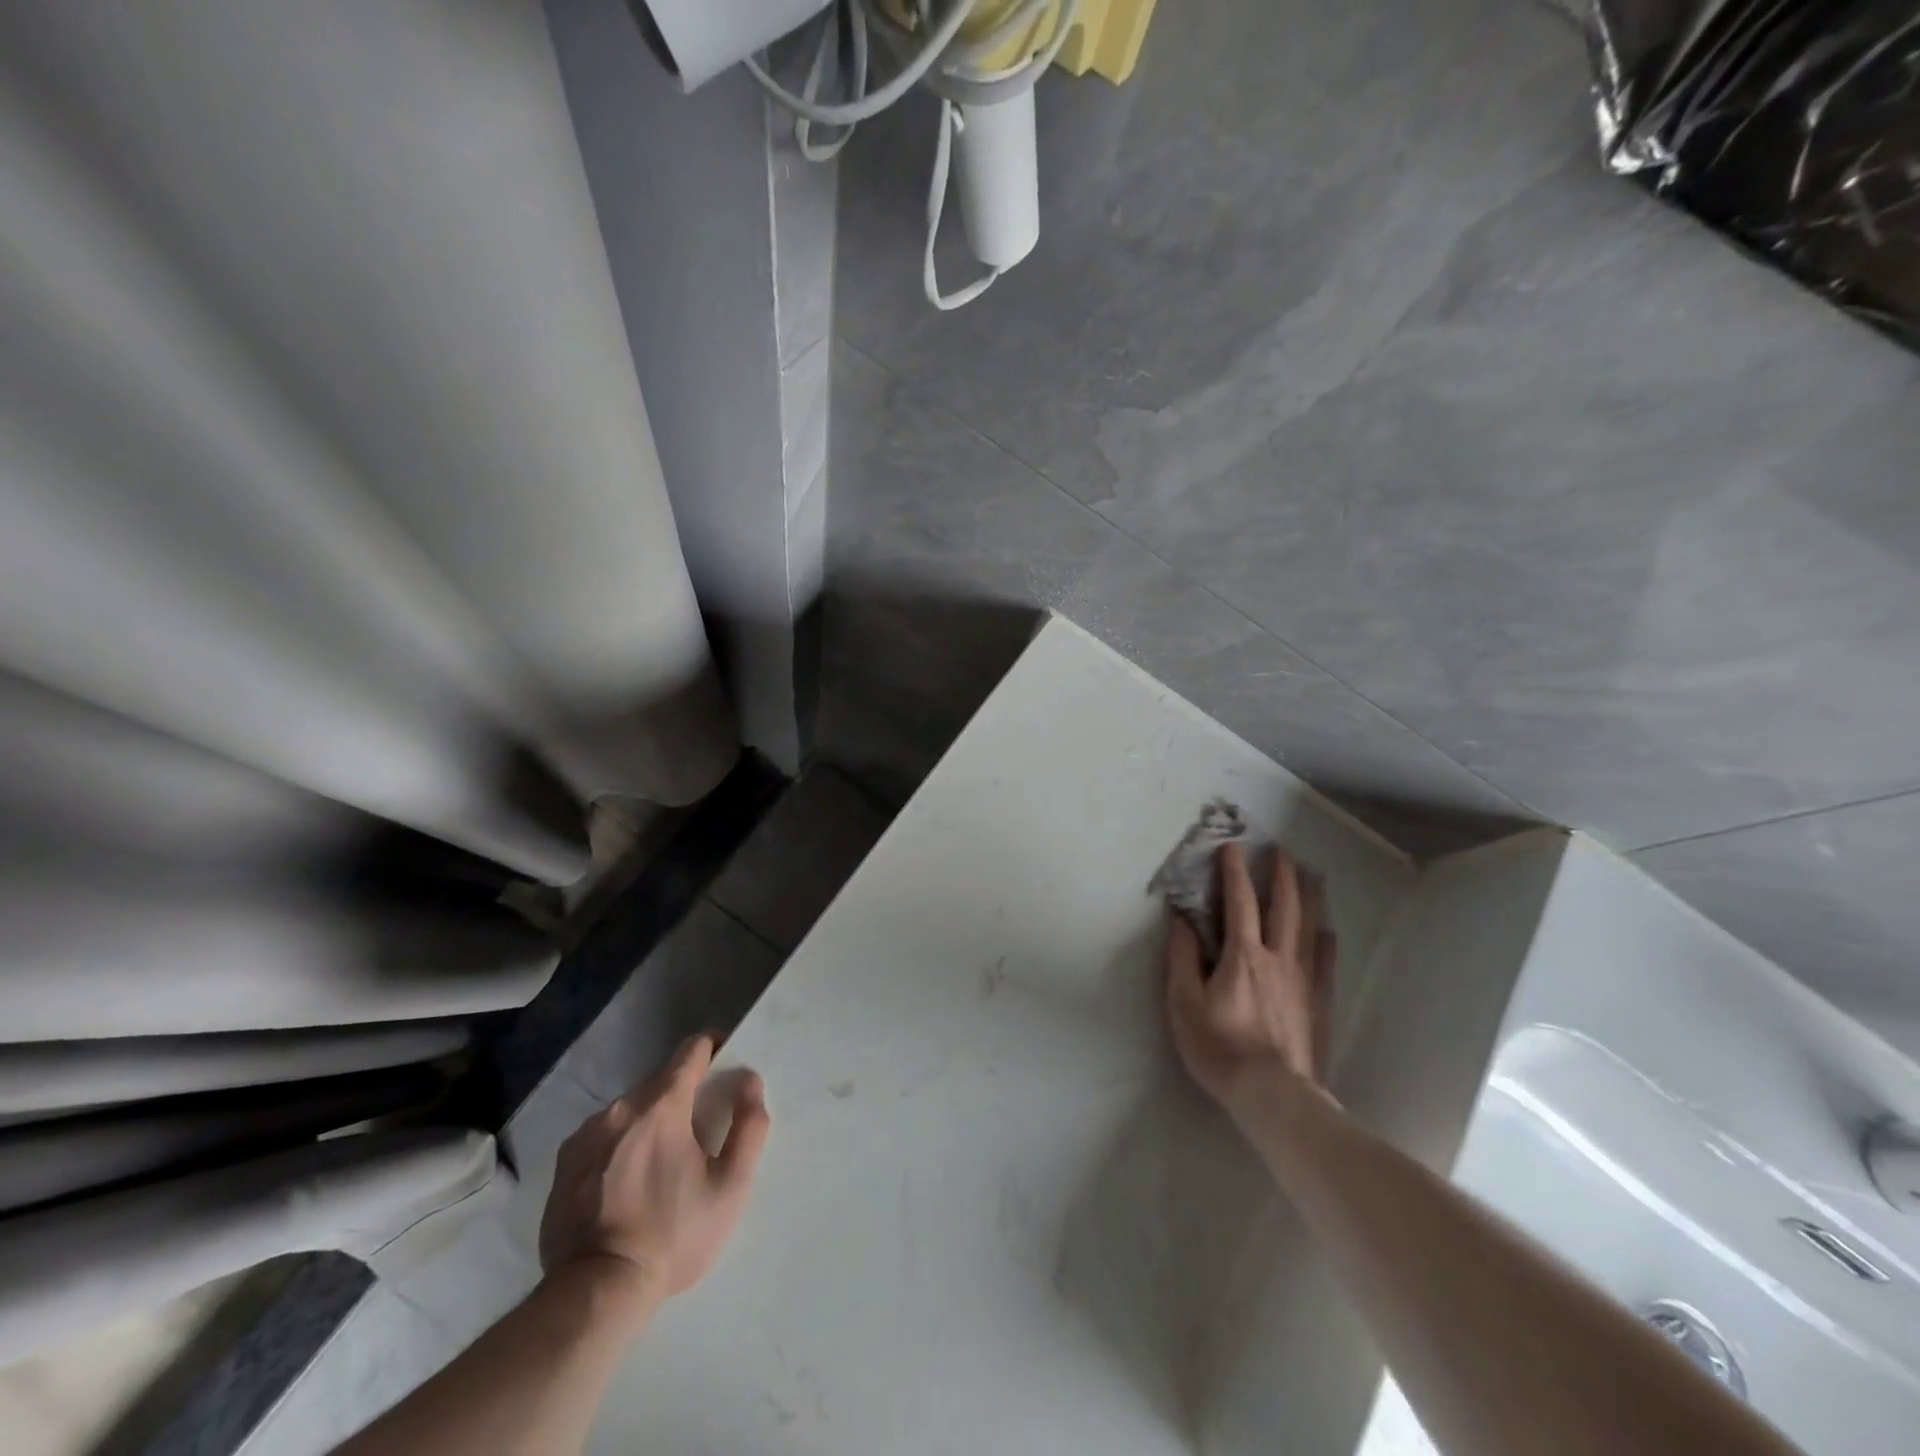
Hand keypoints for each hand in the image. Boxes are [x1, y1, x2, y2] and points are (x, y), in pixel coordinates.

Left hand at [539, 1033, 770, 1306]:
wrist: (595, 1293)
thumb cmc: (672, 1235)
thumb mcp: (730, 1186)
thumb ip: (749, 1125)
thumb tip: (750, 1080)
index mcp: (661, 1105)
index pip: (691, 1050)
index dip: (713, 1049)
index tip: (724, 1063)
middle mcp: (620, 1107)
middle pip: (660, 1081)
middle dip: (683, 1095)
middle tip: (698, 1132)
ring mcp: (586, 1134)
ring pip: (630, 1109)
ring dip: (650, 1121)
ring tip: (660, 1164)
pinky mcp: (563, 1162)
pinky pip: (603, 1135)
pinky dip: (620, 1145)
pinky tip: (626, 1183)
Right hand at [1165, 843, 1336, 1123]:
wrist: (1274, 1096)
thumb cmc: (1219, 1048)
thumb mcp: (1183, 1003)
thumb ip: (1182, 957)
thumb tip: (1181, 919)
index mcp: (1242, 954)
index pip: (1239, 901)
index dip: (1235, 872)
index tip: (1234, 847)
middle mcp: (1278, 957)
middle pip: (1284, 906)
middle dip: (1282, 875)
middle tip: (1282, 852)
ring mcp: (1304, 979)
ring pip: (1310, 927)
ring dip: (1309, 897)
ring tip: (1311, 876)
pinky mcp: (1320, 1002)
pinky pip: (1326, 960)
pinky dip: (1326, 938)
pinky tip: (1329, 931)